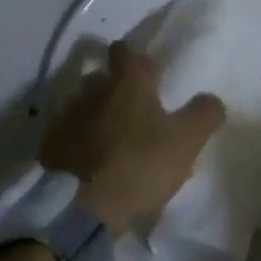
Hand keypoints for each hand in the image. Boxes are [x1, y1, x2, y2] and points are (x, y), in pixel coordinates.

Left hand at [39, 40, 224, 235]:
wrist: (79, 210)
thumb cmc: (138, 165)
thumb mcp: (185, 142)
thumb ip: (204, 114)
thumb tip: (212, 99)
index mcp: (126, 82)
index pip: (125, 50)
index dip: (135, 58)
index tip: (146, 73)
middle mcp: (92, 90)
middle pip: (101, 76)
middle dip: (114, 87)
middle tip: (132, 110)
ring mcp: (66, 117)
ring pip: (82, 105)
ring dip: (94, 115)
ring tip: (108, 139)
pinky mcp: (48, 147)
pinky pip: (65, 135)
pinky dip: (75, 142)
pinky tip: (86, 162)